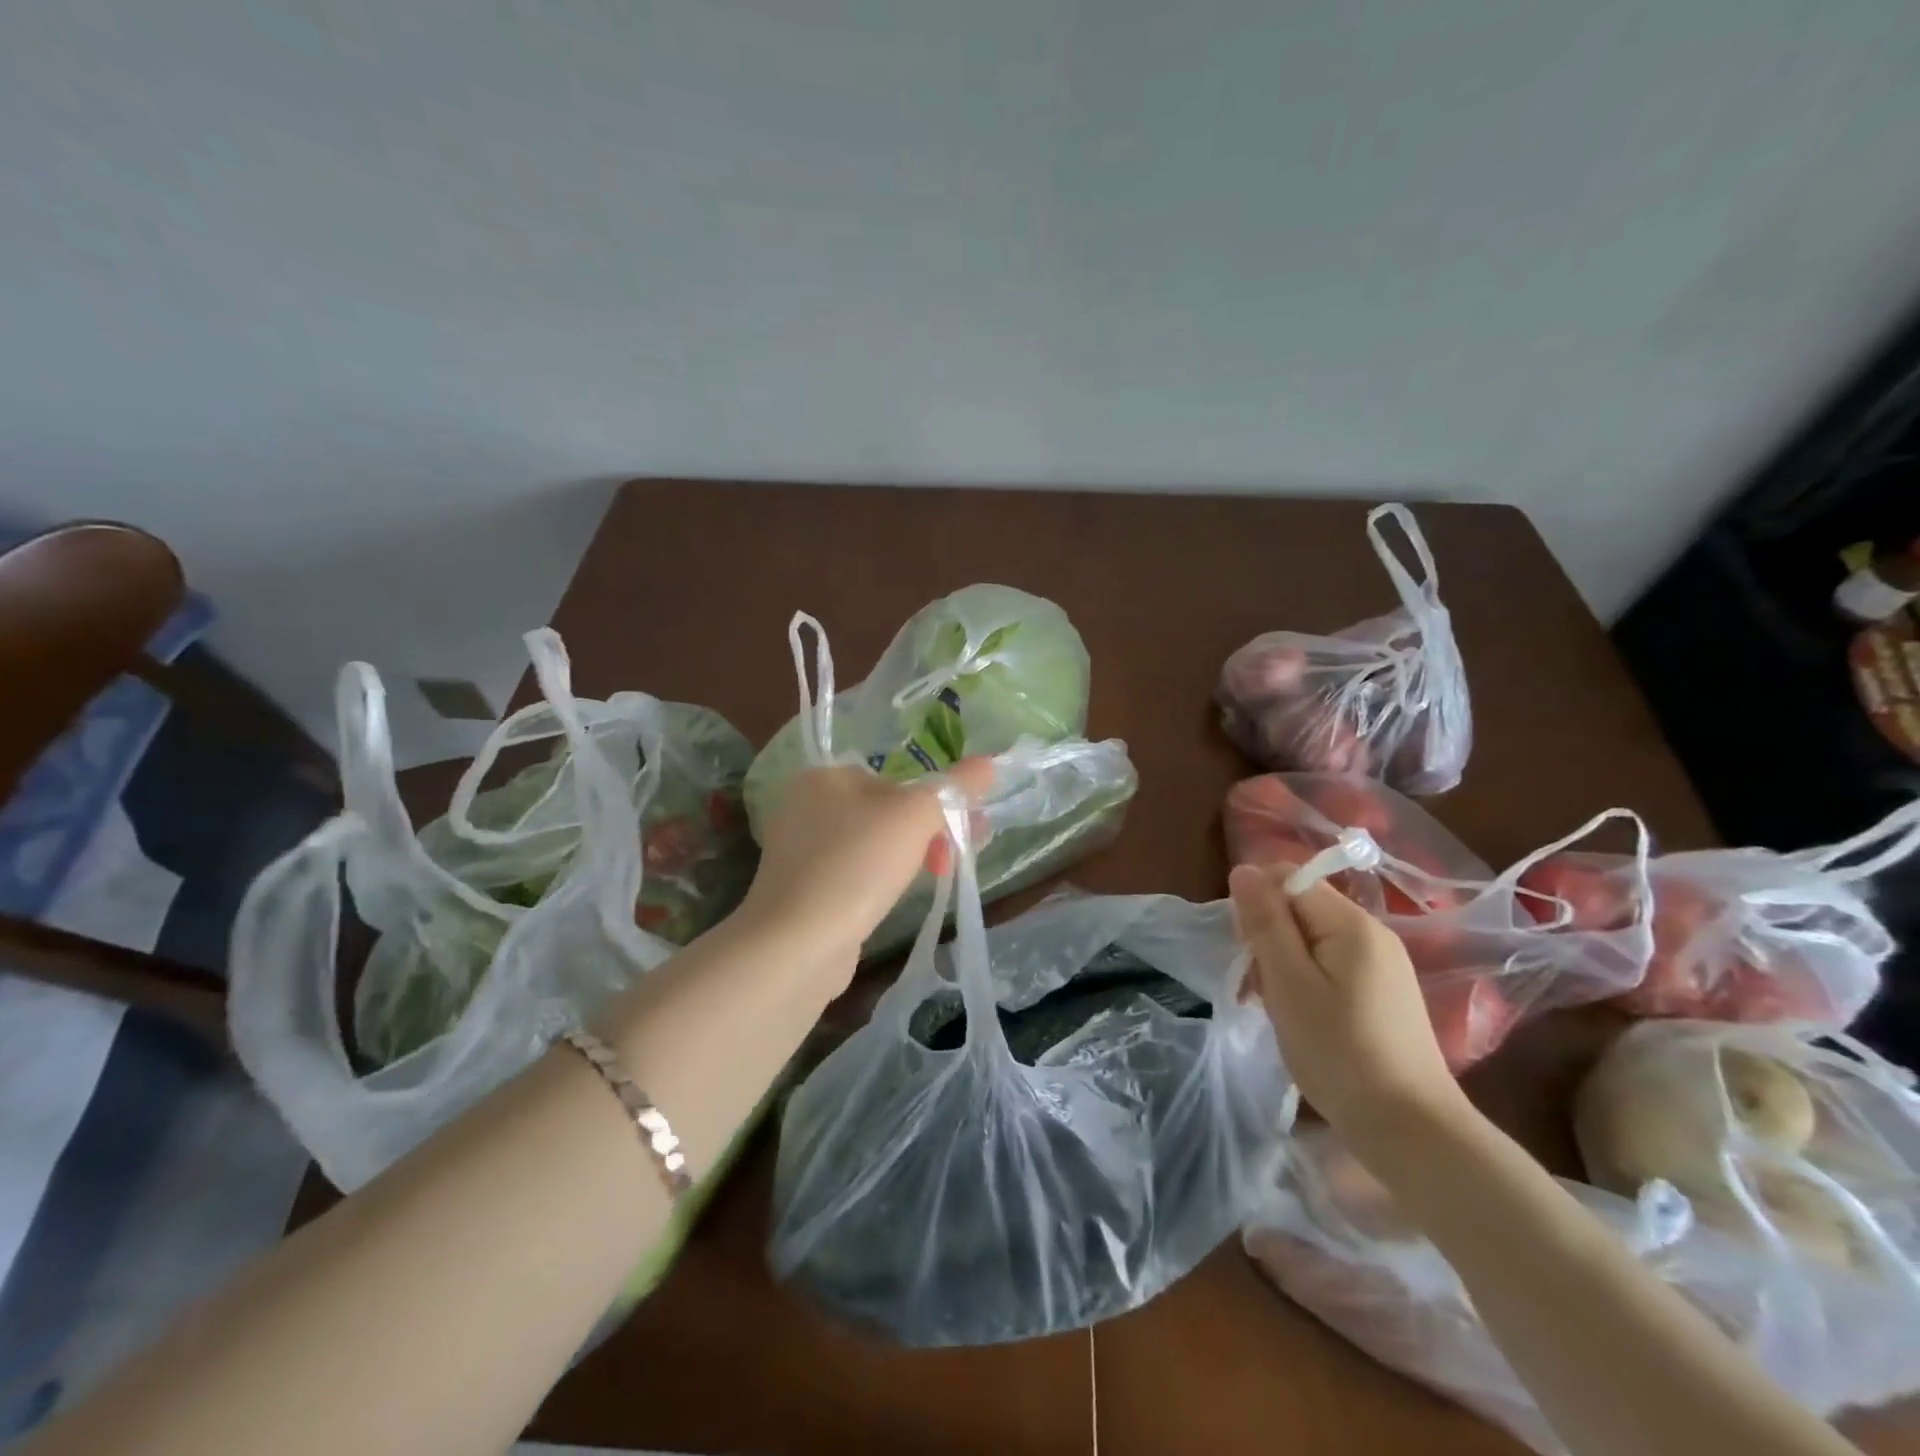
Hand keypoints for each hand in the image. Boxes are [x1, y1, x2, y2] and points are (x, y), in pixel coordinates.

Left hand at [737, 758, 996, 978]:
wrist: (797, 943)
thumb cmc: (857, 864)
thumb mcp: (916, 816)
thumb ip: (954, 787)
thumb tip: (989, 763)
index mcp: (825, 777)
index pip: (894, 778)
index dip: (936, 801)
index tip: (967, 828)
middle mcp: (805, 806)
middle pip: (884, 810)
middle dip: (928, 830)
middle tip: (956, 856)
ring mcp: (799, 851)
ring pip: (870, 844)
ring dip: (908, 856)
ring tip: (936, 877)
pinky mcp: (802, 889)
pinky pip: (853, 873)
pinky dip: (878, 880)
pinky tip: (894, 898)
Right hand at [1229, 860, 1468, 1146]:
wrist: (1410, 1131)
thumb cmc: (1339, 1053)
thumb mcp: (1289, 983)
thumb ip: (1266, 922)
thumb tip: (1244, 869)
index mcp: (1352, 924)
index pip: (1289, 880)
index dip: (1257, 905)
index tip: (1247, 950)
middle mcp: (1373, 933)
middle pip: (1300, 907)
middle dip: (1268, 936)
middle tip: (1258, 986)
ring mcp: (1382, 964)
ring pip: (1311, 938)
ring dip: (1282, 963)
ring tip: (1275, 1007)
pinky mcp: (1383, 992)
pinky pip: (1330, 964)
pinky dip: (1305, 981)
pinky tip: (1301, 1017)